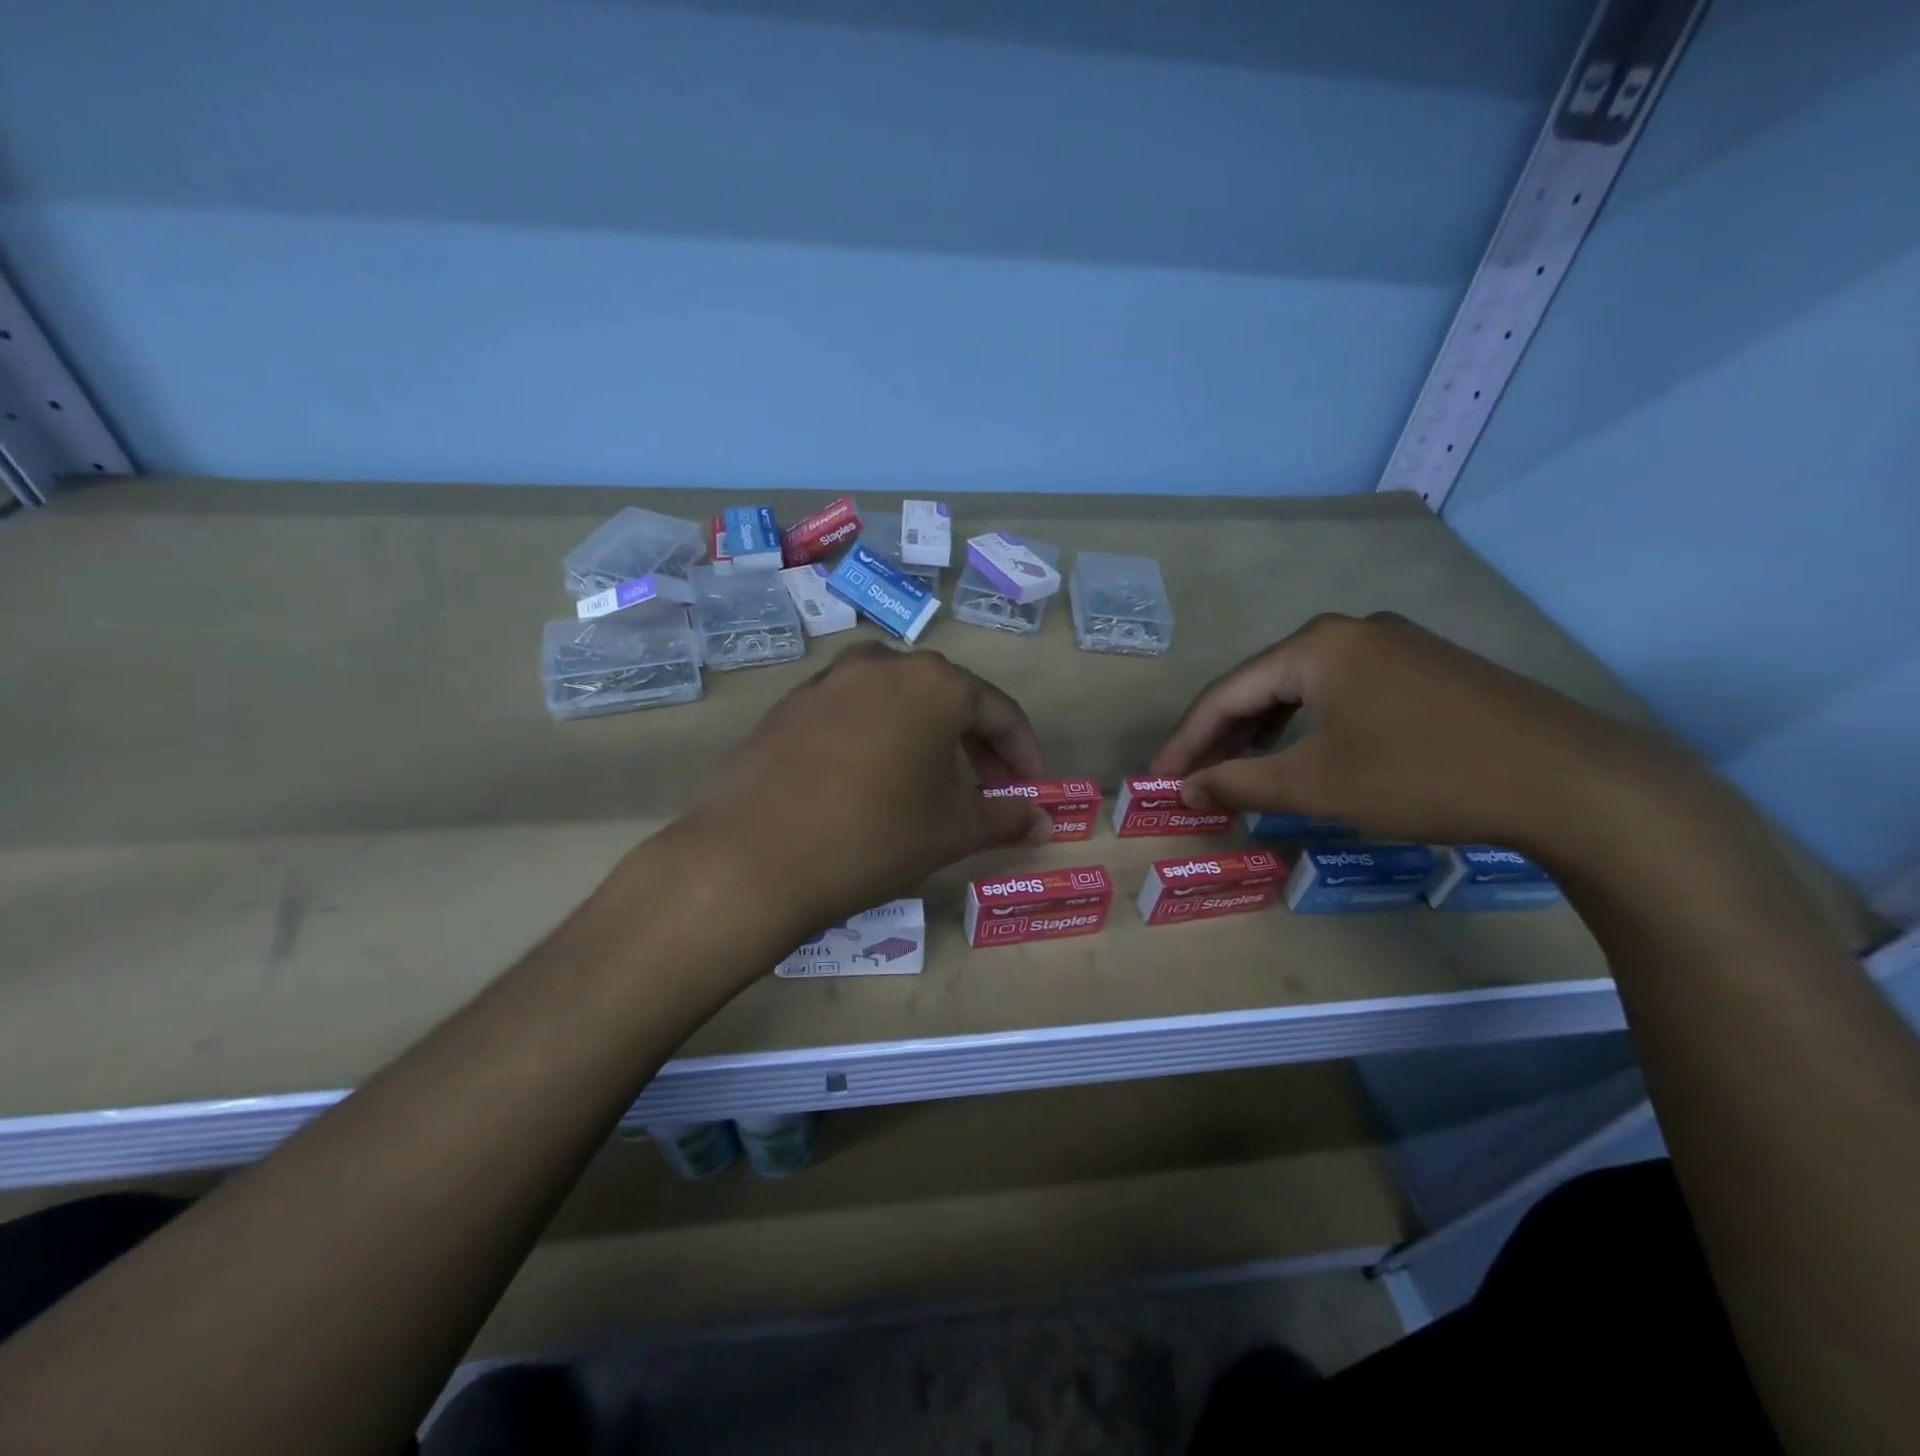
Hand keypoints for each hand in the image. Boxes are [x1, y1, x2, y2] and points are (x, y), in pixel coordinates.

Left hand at [684, 644, 1051, 933]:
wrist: (752, 857)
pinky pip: (854, 713)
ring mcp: (829, 680)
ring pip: (898, 702)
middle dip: (977, 745)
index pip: (999, 711)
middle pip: (948, 699)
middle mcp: (882, 664)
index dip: (1023, 753)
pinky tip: (873, 779)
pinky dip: (880, 738)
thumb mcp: (952, 830)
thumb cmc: (873, 836)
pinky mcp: (791, 704)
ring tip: (933, 783)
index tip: (1034, 789)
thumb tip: (1044, 822)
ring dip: (927, 738)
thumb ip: (1005, 817)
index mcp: (933, 682)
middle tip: (990, 790)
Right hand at [1150, 613, 1687, 855]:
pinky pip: (1343, 695)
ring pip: (1303, 691)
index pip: (1226, 693)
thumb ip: (1239, 783)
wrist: (1571, 781)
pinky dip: (1310, 728)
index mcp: (1315, 646)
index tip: (1158, 781)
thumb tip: (1185, 792)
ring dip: (1264, 734)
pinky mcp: (1427, 670)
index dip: (1186, 741)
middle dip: (1222, 738)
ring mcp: (1394, 646)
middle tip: (1192, 781)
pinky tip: (1304, 756)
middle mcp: (1349, 632)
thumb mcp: (1317, 785)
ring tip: (1237, 773)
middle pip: (1263, 686)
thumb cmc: (1422, 775)